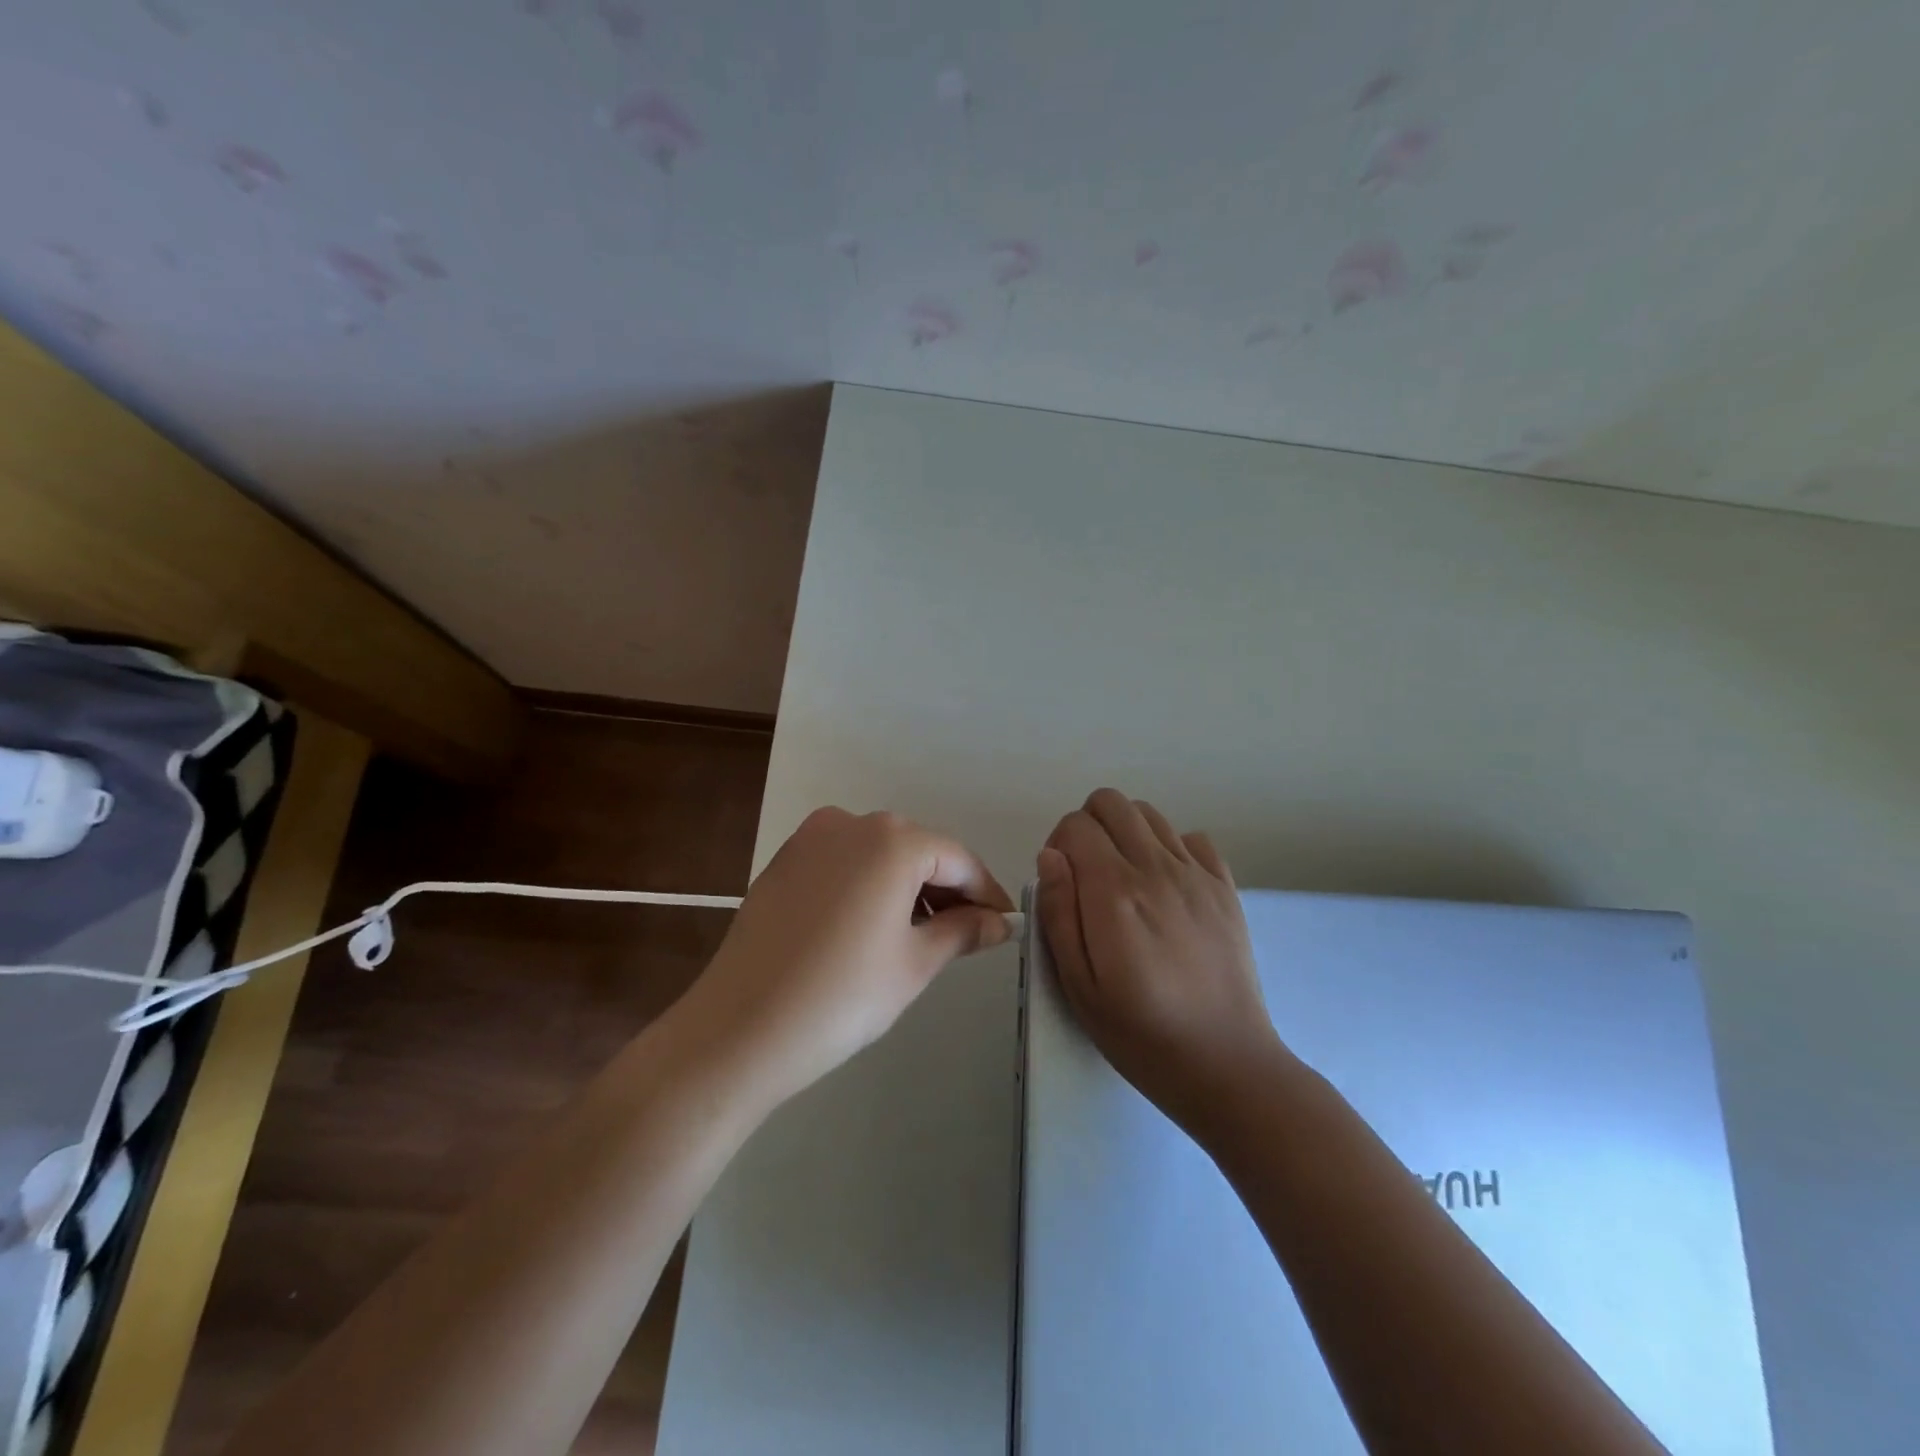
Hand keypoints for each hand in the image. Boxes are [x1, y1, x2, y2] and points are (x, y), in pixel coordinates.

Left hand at [685, 807, 1013, 1105]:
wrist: (739, 1028)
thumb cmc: (842, 996)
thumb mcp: (915, 964)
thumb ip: (964, 931)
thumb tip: (998, 921)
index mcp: (892, 840)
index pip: (957, 859)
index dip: (986, 892)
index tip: (1004, 924)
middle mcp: (852, 823)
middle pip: (918, 850)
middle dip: (947, 888)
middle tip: (967, 934)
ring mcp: (811, 838)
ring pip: (880, 854)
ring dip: (908, 886)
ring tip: (921, 935)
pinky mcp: (784, 860)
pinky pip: (845, 861)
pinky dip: (869, 884)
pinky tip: (872, 926)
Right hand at [1036, 789, 1287, 1137]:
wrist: (1226, 1064)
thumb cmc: (1140, 1034)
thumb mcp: (1078, 985)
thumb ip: (1058, 912)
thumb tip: (1050, 856)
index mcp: (1114, 892)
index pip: (1076, 826)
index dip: (1058, 846)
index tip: (1062, 884)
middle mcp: (1155, 868)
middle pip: (1111, 802)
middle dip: (1088, 826)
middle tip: (1087, 875)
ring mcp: (1196, 874)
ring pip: (1149, 814)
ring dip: (1126, 833)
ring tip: (1125, 881)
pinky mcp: (1225, 887)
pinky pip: (1193, 838)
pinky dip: (1170, 848)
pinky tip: (1166, 888)